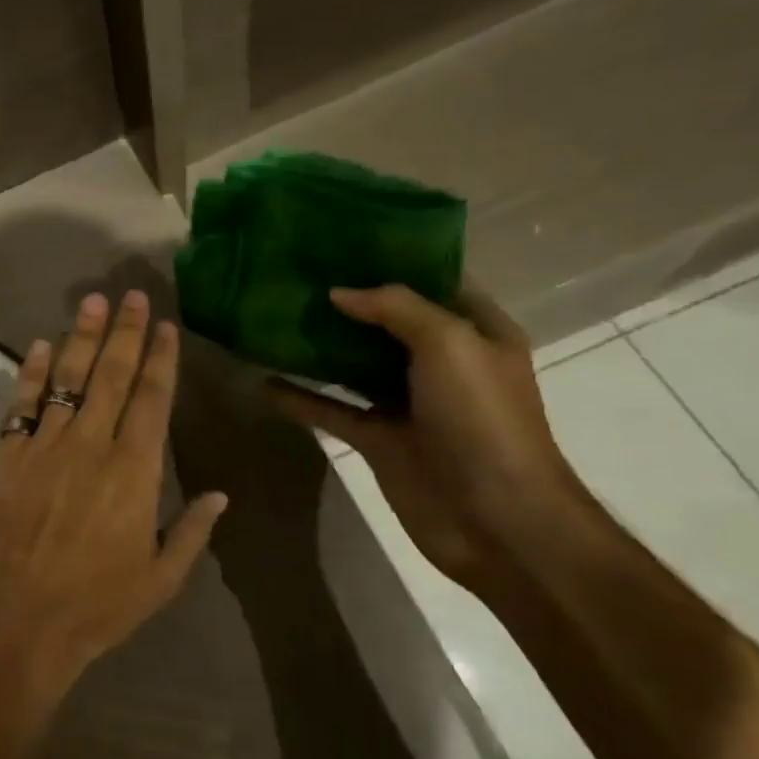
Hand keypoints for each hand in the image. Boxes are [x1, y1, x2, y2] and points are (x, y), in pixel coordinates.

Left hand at [0, 291, 227, 721]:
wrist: (19, 625)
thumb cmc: (97, 608)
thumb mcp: (160, 580)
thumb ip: (193, 532)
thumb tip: (221, 493)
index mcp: (135, 473)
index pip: (153, 400)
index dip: (161, 359)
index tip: (166, 325)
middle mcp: (92, 447)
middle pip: (112, 377)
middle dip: (125, 333)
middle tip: (131, 295)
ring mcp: (45, 448)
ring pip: (67, 380)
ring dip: (81, 338)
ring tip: (92, 303)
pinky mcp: (7, 458)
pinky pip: (21, 405)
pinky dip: (30, 374)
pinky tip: (38, 346)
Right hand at [267, 284, 591, 591]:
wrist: (496, 519)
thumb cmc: (483, 419)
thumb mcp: (450, 344)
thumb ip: (396, 307)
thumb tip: (339, 292)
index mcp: (476, 332)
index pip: (435, 280)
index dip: (393, 257)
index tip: (341, 239)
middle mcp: (442, 362)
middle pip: (386, 320)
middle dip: (345, 298)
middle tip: (293, 273)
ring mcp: (407, 402)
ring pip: (353, 363)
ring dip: (318, 345)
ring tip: (271, 317)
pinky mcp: (378, 438)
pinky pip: (332, 408)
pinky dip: (300, 397)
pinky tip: (263, 381)